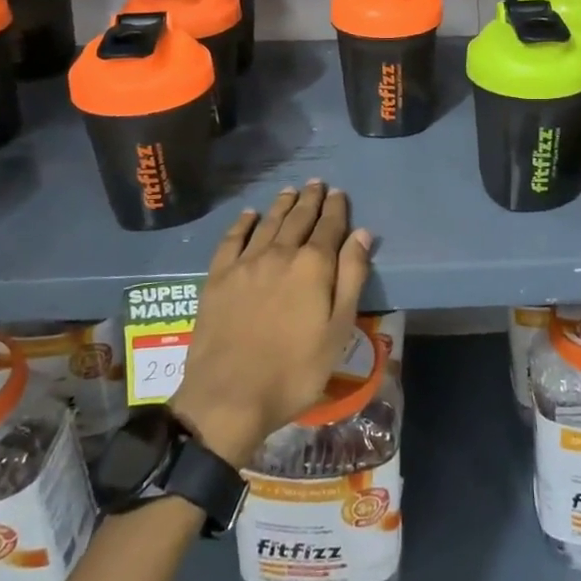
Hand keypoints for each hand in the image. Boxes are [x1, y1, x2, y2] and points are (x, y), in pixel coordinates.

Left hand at [170, 182, 371, 467]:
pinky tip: (249, 215)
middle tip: (317, 184)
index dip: (336, 208)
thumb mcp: (338, 329)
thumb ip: (351, 277)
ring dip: (281, 205)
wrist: (229, 396)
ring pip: (268, 223)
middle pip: (298, 218)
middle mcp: (280, 253)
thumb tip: (362, 233)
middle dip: (310, 200)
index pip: (329, 226)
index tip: (339, 193)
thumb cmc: (295, 369)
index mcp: (313, 265)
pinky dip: (242, 223)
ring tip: (290, 191)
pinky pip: (232, 239)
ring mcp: (246, 263)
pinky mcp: (218, 277)